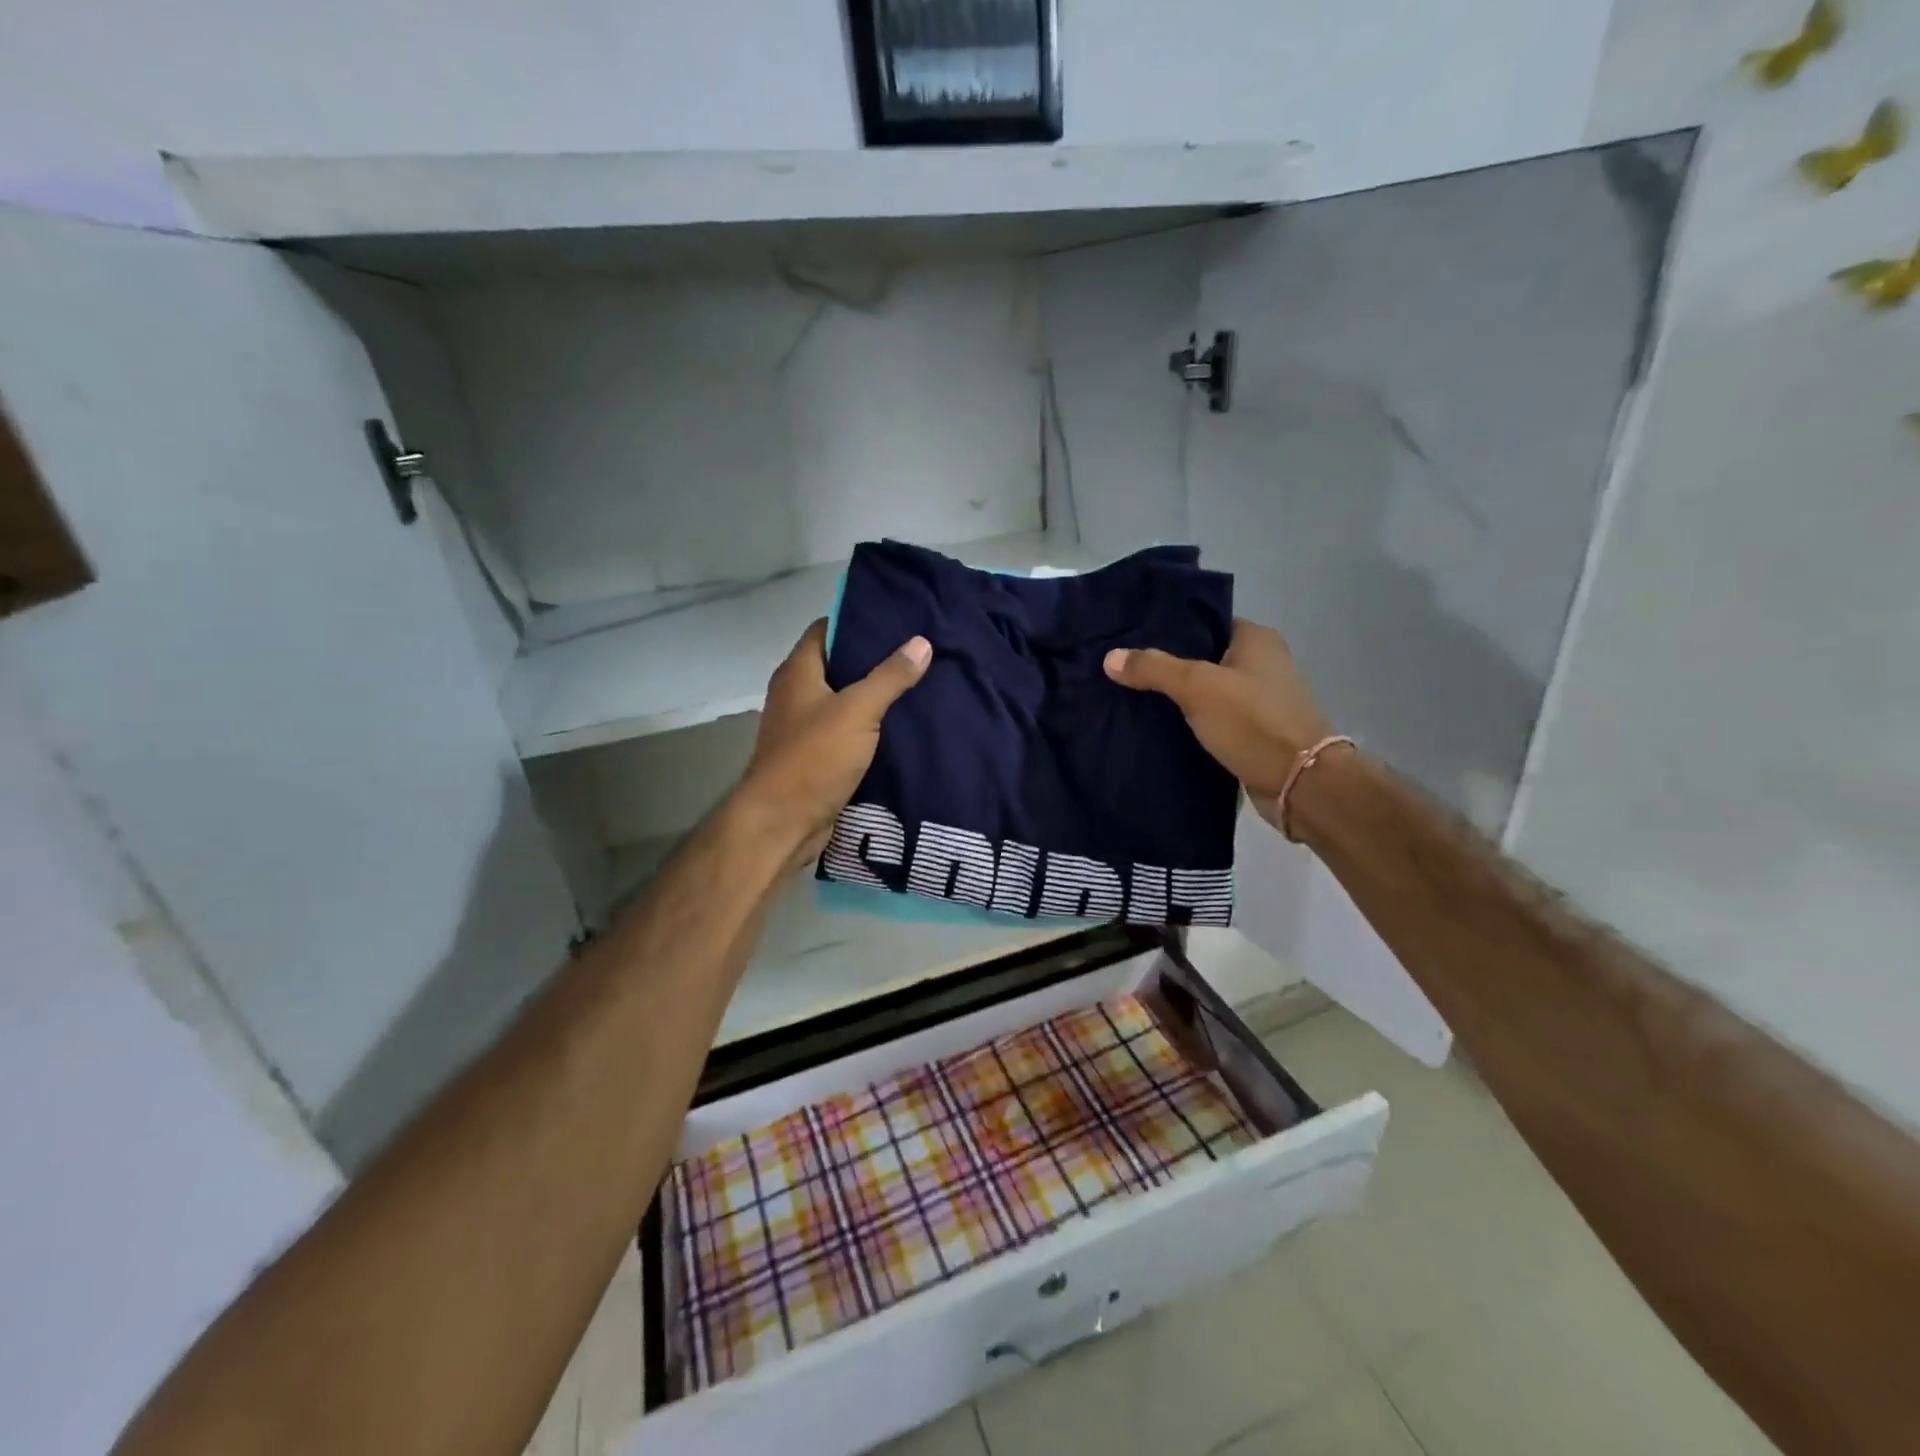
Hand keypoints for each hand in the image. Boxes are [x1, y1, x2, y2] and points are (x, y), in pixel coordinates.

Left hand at [736, 619, 931, 865]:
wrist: (782, 824)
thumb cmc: (813, 758)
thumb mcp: (857, 711)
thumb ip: (890, 677)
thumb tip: (921, 642)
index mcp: (798, 672)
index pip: (827, 629)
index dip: (859, 620)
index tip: (898, 620)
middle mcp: (797, 694)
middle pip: (839, 664)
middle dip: (876, 659)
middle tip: (919, 652)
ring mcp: (805, 727)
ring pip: (846, 700)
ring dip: (876, 696)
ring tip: (920, 684)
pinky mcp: (817, 756)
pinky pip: (848, 731)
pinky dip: (871, 727)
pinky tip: (903, 725)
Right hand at [1104, 619, 1333, 811]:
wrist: (1299, 784)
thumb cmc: (1253, 722)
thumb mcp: (1197, 688)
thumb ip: (1153, 669)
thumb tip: (1110, 657)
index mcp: (1256, 639)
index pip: (1205, 621)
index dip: (1169, 628)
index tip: (1131, 638)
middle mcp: (1262, 663)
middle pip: (1203, 657)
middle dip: (1167, 665)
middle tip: (1123, 670)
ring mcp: (1260, 700)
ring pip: (1207, 691)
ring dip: (1177, 698)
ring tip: (1131, 697)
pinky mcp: (1254, 732)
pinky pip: (1213, 719)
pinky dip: (1190, 723)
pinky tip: (1157, 727)